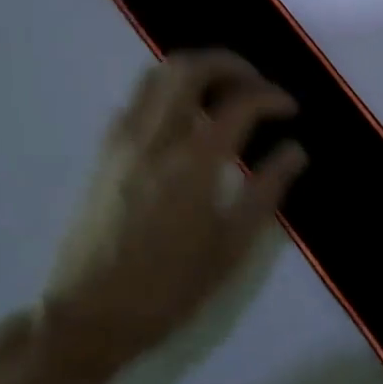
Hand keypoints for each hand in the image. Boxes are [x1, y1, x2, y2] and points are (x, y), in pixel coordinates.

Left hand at [43, 53, 305, 375]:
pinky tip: (184, 121)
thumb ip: (267, 190)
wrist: (87, 318)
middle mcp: (156, 138)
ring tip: (223, 94)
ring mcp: (123, 142)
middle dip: (231, 65)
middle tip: (256, 85)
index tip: (290, 110)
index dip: (272, 97)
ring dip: (196, 72)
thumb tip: (295, 150)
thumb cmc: (169, 287)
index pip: (241, 102)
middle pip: (191, 68)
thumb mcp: (232, 246)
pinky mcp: (104, 154)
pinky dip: (167, 93)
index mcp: (194, 161)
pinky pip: (137, 101)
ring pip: (157, 75)